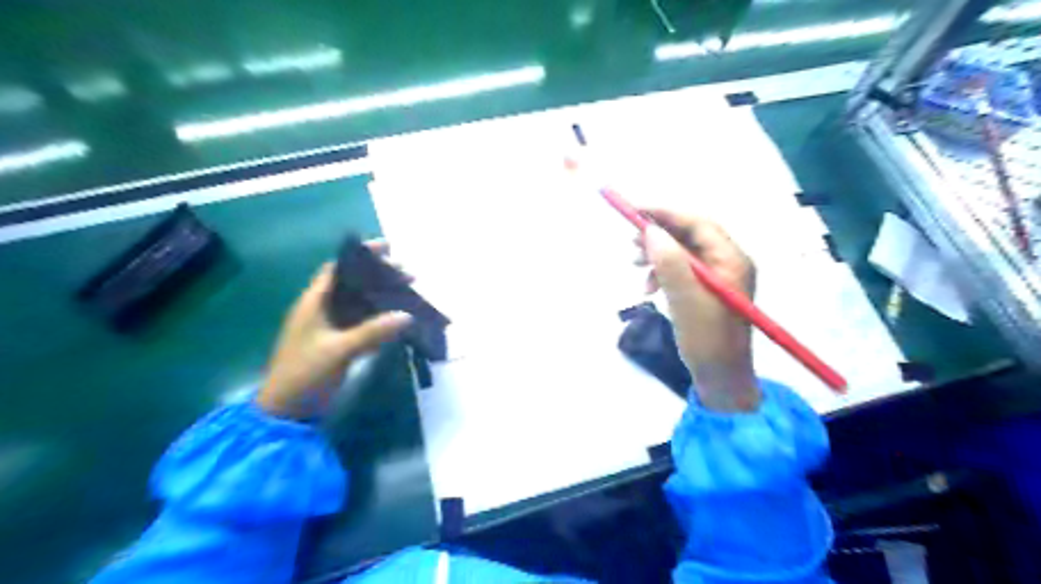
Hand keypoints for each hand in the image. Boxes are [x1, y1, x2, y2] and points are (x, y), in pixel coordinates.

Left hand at [258, 247, 411, 420]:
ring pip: (360, 303)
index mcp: (314, 302)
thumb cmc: (305, 374)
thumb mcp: (338, 350)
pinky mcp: (338, 343)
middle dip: (380, 276)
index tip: (387, 248)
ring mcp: (330, 327)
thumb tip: (408, 316)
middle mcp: (322, 309)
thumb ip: (372, 332)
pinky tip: (398, 319)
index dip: (361, 255)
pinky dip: (379, 317)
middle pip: (353, 284)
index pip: (338, 268)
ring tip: (409, 292)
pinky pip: (362, 323)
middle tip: (408, 273)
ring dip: (382, 297)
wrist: (287, 411)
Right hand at [634, 212, 756, 413]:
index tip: (634, 211)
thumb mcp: (685, 300)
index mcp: (731, 260)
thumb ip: (669, 262)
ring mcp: (718, 277)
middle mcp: (727, 262)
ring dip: (658, 254)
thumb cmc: (707, 340)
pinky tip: (648, 286)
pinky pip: (682, 270)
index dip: (665, 213)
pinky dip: (662, 272)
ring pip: (683, 252)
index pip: (697, 223)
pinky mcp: (707, 290)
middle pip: (690, 235)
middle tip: (632, 243)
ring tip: (635, 264)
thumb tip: (650, 231)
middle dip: (659, 235)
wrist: (720, 378)